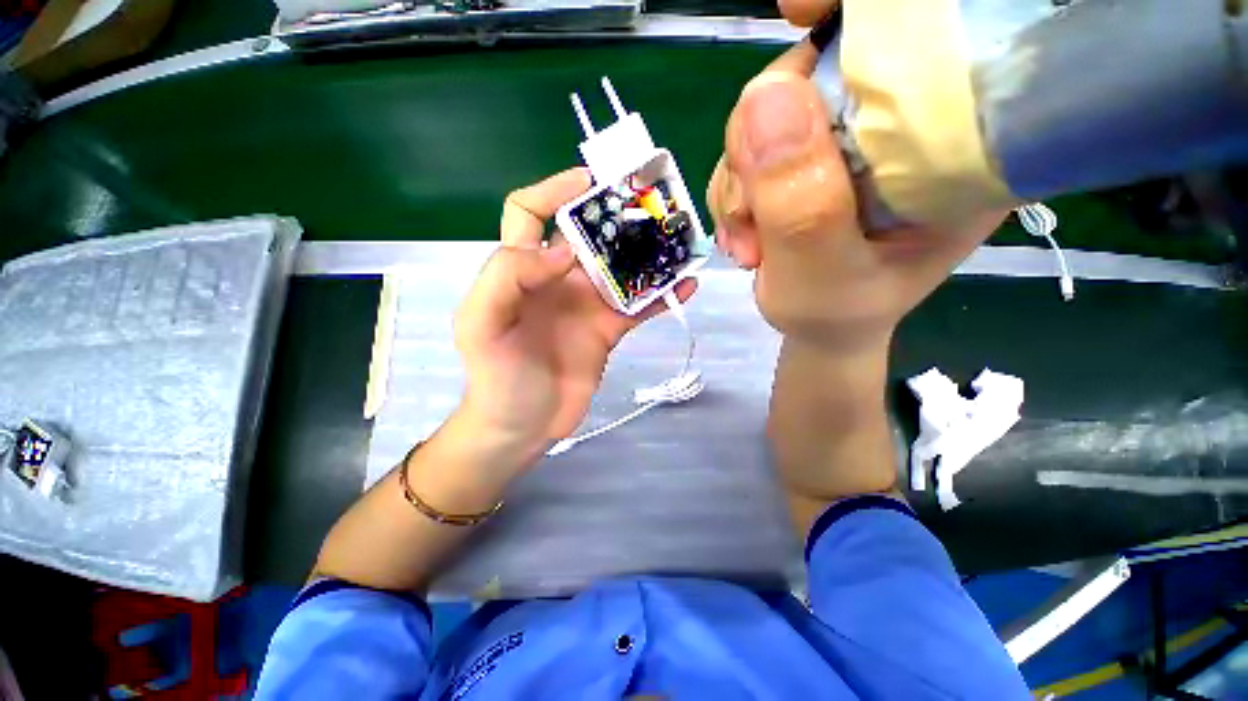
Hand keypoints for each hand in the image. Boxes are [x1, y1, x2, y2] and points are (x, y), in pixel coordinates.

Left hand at [453, 168, 695, 463]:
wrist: (523, 426)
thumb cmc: (497, 377)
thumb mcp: (482, 323)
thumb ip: (508, 275)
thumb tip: (564, 251)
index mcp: (521, 268)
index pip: (529, 211)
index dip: (554, 191)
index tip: (591, 186)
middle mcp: (556, 278)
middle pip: (588, 234)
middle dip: (616, 216)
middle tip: (651, 206)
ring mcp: (587, 304)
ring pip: (621, 267)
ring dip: (648, 253)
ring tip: (678, 242)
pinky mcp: (608, 329)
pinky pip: (639, 305)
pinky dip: (661, 295)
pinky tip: (685, 286)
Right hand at [707, 7, 1003, 351]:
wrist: (820, 328)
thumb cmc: (838, 315)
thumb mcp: (821, 278)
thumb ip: (799, 204)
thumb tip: (763, 97)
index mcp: (951, 144)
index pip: (924, 39)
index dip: (860, 13)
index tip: (799, 12)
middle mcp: (903, 125)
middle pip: (820, 70)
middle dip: (761, 140)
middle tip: (750, 215)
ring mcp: (848, 137)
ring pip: (771, 110)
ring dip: (740, 178)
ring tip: (749, 243)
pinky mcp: (809, 154)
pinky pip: (751, 144)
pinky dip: (734, 188)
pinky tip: (744, 233)